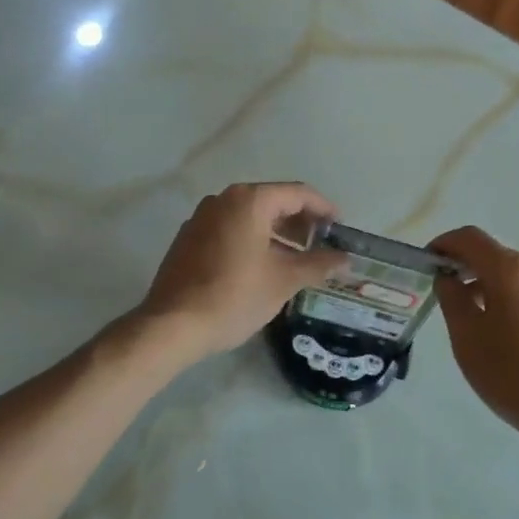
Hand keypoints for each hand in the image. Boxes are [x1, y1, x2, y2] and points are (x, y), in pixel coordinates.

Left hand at [139, 183, 347, 360]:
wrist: (173, 325)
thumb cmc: (235, 296)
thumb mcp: (284, 281)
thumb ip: (318, 264)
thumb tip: (345, 259)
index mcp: (249, 201)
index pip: (298, 193)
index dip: (324, 208)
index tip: (340, 228)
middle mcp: (223, 200)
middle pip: (273, 201)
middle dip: (300, 222)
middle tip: (322, 246)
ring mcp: (202, 218)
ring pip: (250, 216)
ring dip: (277, 234)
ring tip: (297, 260)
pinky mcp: (189, 238)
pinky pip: (230, 229)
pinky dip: (253, 240)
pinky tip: (263, 267)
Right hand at [429, 226, 518, 442]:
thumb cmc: (513, 372)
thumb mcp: (468, 337)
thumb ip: (452, 299)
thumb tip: (449, 278)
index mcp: (510, 269)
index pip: (470, 237)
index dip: (444, 244)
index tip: (426, 264)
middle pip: (493, 255)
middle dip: (465, 268)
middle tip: (443, 296)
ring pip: (513, 277)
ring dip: (486, 287)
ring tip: (469, 321)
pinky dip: (507, 302)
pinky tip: (501, 338)